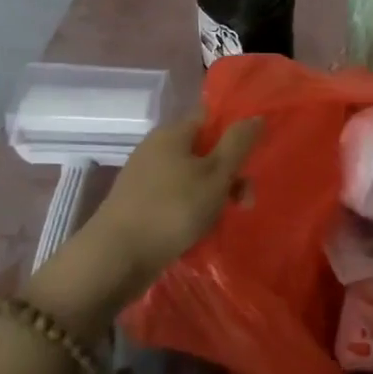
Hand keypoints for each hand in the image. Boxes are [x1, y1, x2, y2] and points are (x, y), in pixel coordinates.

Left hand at [85, 110, 261, 290]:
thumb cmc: (172, 209)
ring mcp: (145, 177)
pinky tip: (199, 229)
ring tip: (222, 220)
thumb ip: (238, 143)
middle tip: (244, 201)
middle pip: (204, 150)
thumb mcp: (216, 174)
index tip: (255, 155)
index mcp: (173, 133)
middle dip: (229, 173)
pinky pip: (176, 197)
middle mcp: (156, 148)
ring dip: (213, 195)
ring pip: (192, 177)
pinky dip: (192, 209)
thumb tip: (256, 115)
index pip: (211, 117)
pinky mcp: (139, 204)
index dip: (236, 130)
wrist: (116, 257)